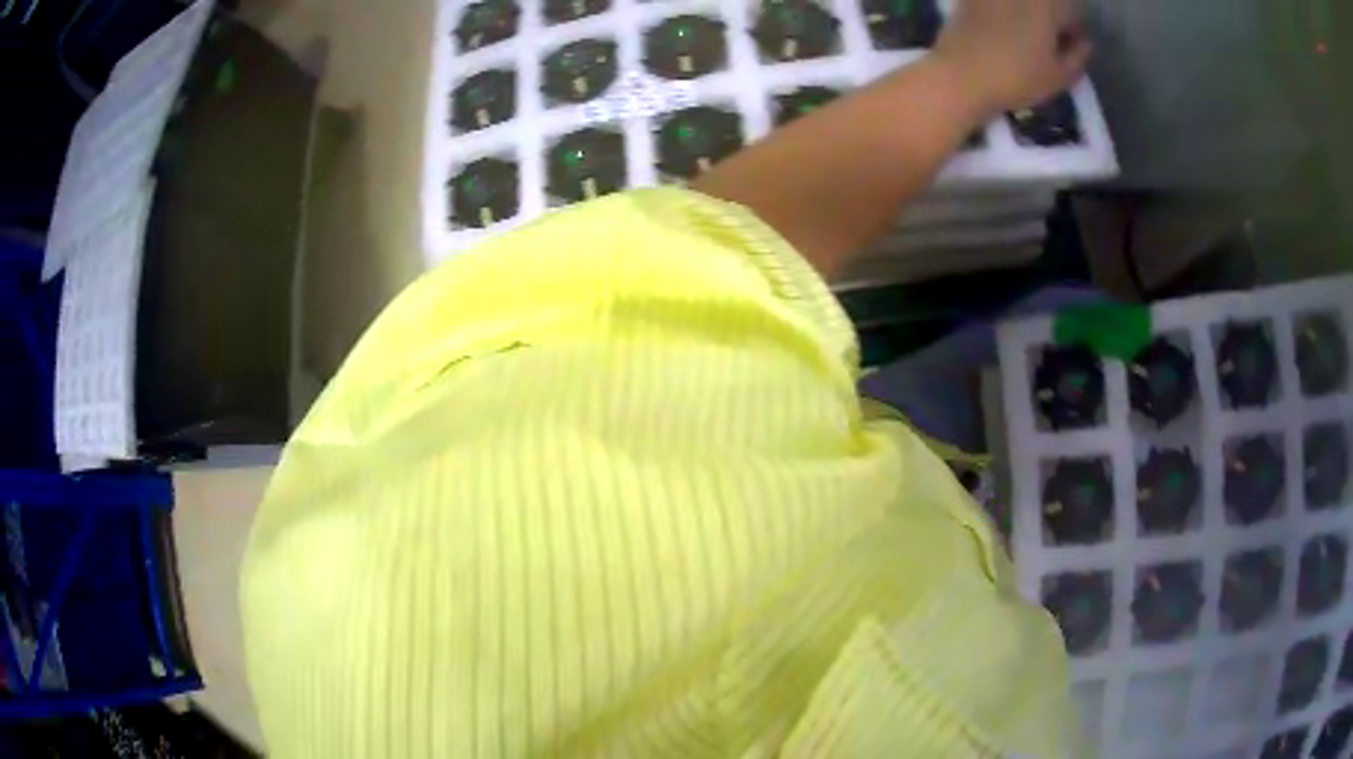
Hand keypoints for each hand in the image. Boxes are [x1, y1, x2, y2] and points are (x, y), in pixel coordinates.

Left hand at [933, 0, 1092, 115]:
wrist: (962, 75)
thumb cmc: (1017, 78)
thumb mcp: (1058, 76)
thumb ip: (1078, 56)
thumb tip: (1085, 42)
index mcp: (1047, 6)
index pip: (1072, 8)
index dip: (1073, 27)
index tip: (1069, 44)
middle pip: (1046, 3)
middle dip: (1052, 16)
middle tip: (1048, 40)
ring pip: (1022, 4)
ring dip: (1029, 14)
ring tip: (1025, 37)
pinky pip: (995, 4)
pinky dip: (1003, 12)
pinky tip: (1001, 29)